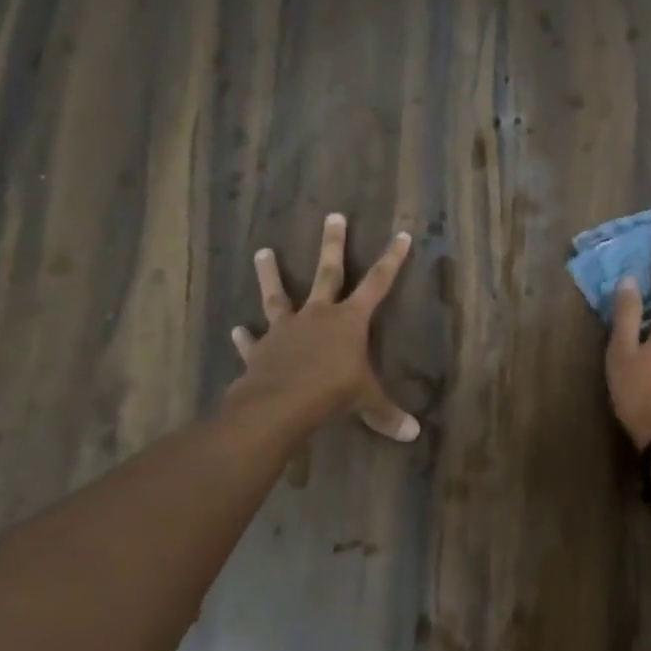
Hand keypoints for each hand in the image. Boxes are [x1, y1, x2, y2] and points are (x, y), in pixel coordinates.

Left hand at [227, 213, 418, 441]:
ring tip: (262, 251)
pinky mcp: (261, 349)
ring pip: (278, 295)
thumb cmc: (332, 393)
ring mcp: (286, 328)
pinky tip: (237, 330)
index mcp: (350, 321)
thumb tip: (413, 435)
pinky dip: (245, 337)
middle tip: (333, 215)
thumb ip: (387, 414)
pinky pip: (253, 340)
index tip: (400, 234)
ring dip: (270, 274)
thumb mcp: (366, 402)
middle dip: (333, 244)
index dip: (392, 260)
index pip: (378, 284)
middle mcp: (318, 315)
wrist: (279, 404)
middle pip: (328, 272)